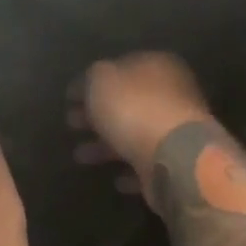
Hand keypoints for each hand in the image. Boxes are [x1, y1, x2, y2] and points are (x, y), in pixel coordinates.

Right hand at [78, 53, 218, 205]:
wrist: (174, 157)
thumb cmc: (135, 109)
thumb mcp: (102, 80)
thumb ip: (91, 78)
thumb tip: (86, 85)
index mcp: (158, 66)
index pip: (122, 68)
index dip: (93, 82)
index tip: (69, 98)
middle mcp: (172, 95)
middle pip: (128, 103)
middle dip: (97, 114)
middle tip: (71, 123)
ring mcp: (176, 131)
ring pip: (135, 134)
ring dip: (107, 145)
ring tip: (79, 155)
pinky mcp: (176, 163)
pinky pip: (148, 164)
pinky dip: (131, 170)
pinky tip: (115, 179)